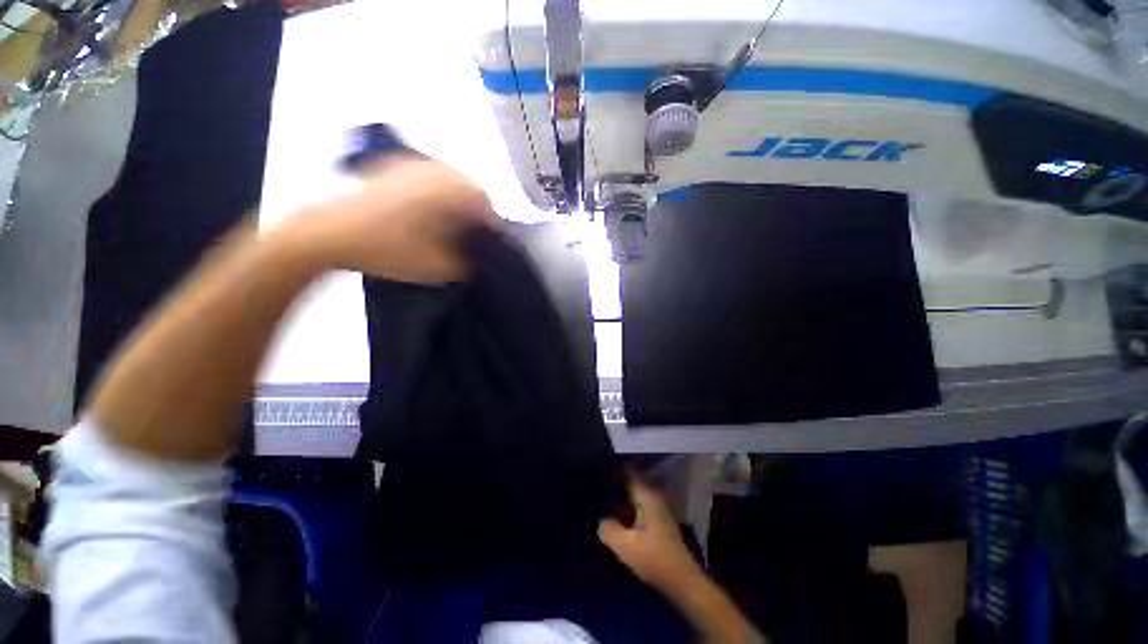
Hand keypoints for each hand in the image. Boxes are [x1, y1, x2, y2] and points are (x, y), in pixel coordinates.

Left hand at [283, 158, 498, 282]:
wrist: (327, 233)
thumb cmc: (387, 249)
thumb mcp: (437, 267)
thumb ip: (468, 265)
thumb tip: (481, 261)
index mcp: (449, 189)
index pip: (486, 204)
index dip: (491, 227)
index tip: (487, 247)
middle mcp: (434, 169)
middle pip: (470, 189)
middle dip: (474, 214)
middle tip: (469, 239)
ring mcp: (410, 165)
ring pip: (449, 181)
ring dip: (456, 203)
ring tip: (449, 228)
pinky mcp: (391, 167)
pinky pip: (427, 178)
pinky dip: (436, 195)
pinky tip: (425, 215)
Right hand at [599, 475, 705, 591]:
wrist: (683, 583)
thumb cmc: (655, 560)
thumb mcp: (625, 547)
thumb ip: (608, 529)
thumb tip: (601, 519)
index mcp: (647, 496)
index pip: (628, 471)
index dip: (613, 468)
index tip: (597, 469)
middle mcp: (653, 496)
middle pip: (631, 481)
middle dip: (615, 482)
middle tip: (596, 486)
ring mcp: (657, 508)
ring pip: (635, 494)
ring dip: (620, 495)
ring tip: (601, 499)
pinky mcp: (658, 521)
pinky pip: (638, 505)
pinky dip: (627, 506)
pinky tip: (615, 516)